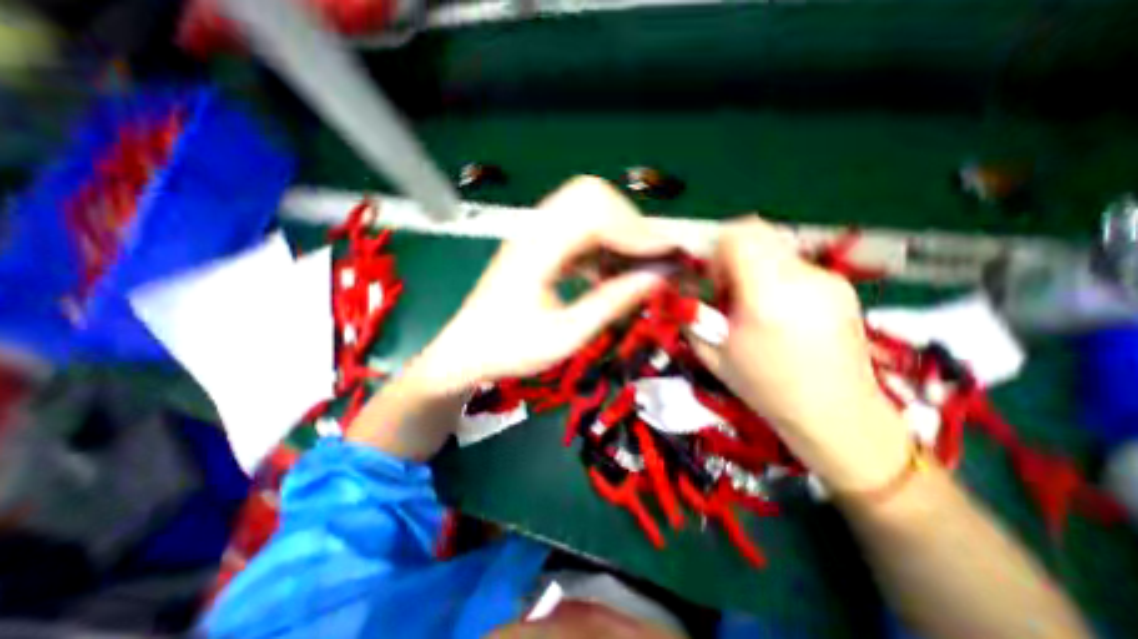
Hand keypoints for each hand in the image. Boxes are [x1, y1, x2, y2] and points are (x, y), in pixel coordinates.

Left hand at [411, 178, 669, 393]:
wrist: (465, 352)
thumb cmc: (509, 350)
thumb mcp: (565, 336)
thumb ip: (611, 303)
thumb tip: (656, 278)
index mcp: (537, 250)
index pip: (594, 211)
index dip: (636, 230)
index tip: (666, 256)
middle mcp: (534, 230)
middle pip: (590, 194)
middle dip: (628, 221)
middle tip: (648, 257)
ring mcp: (534, 234)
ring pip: (584, 207)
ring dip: (615, 230)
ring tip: (633, 264)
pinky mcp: (537, 245)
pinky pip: (576, 228)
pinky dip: (600, 242)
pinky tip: (607, 270)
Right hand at [689, 217, 913, 491]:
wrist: (835, 413)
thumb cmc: (764, 388)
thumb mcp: (711, 353)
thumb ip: (692, 313)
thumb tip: (683, 288)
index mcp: (767, 297)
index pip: (739, 236)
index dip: (716, 249)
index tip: (711, 277)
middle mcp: (802, 278)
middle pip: (758, 232)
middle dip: (732, 252)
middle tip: (726, 287)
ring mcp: (828, 279)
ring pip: (775, 247)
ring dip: (753, 264)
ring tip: (752, 303)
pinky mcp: (841, 285)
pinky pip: (794, 264)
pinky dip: (775, 275)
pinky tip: (777, 310)